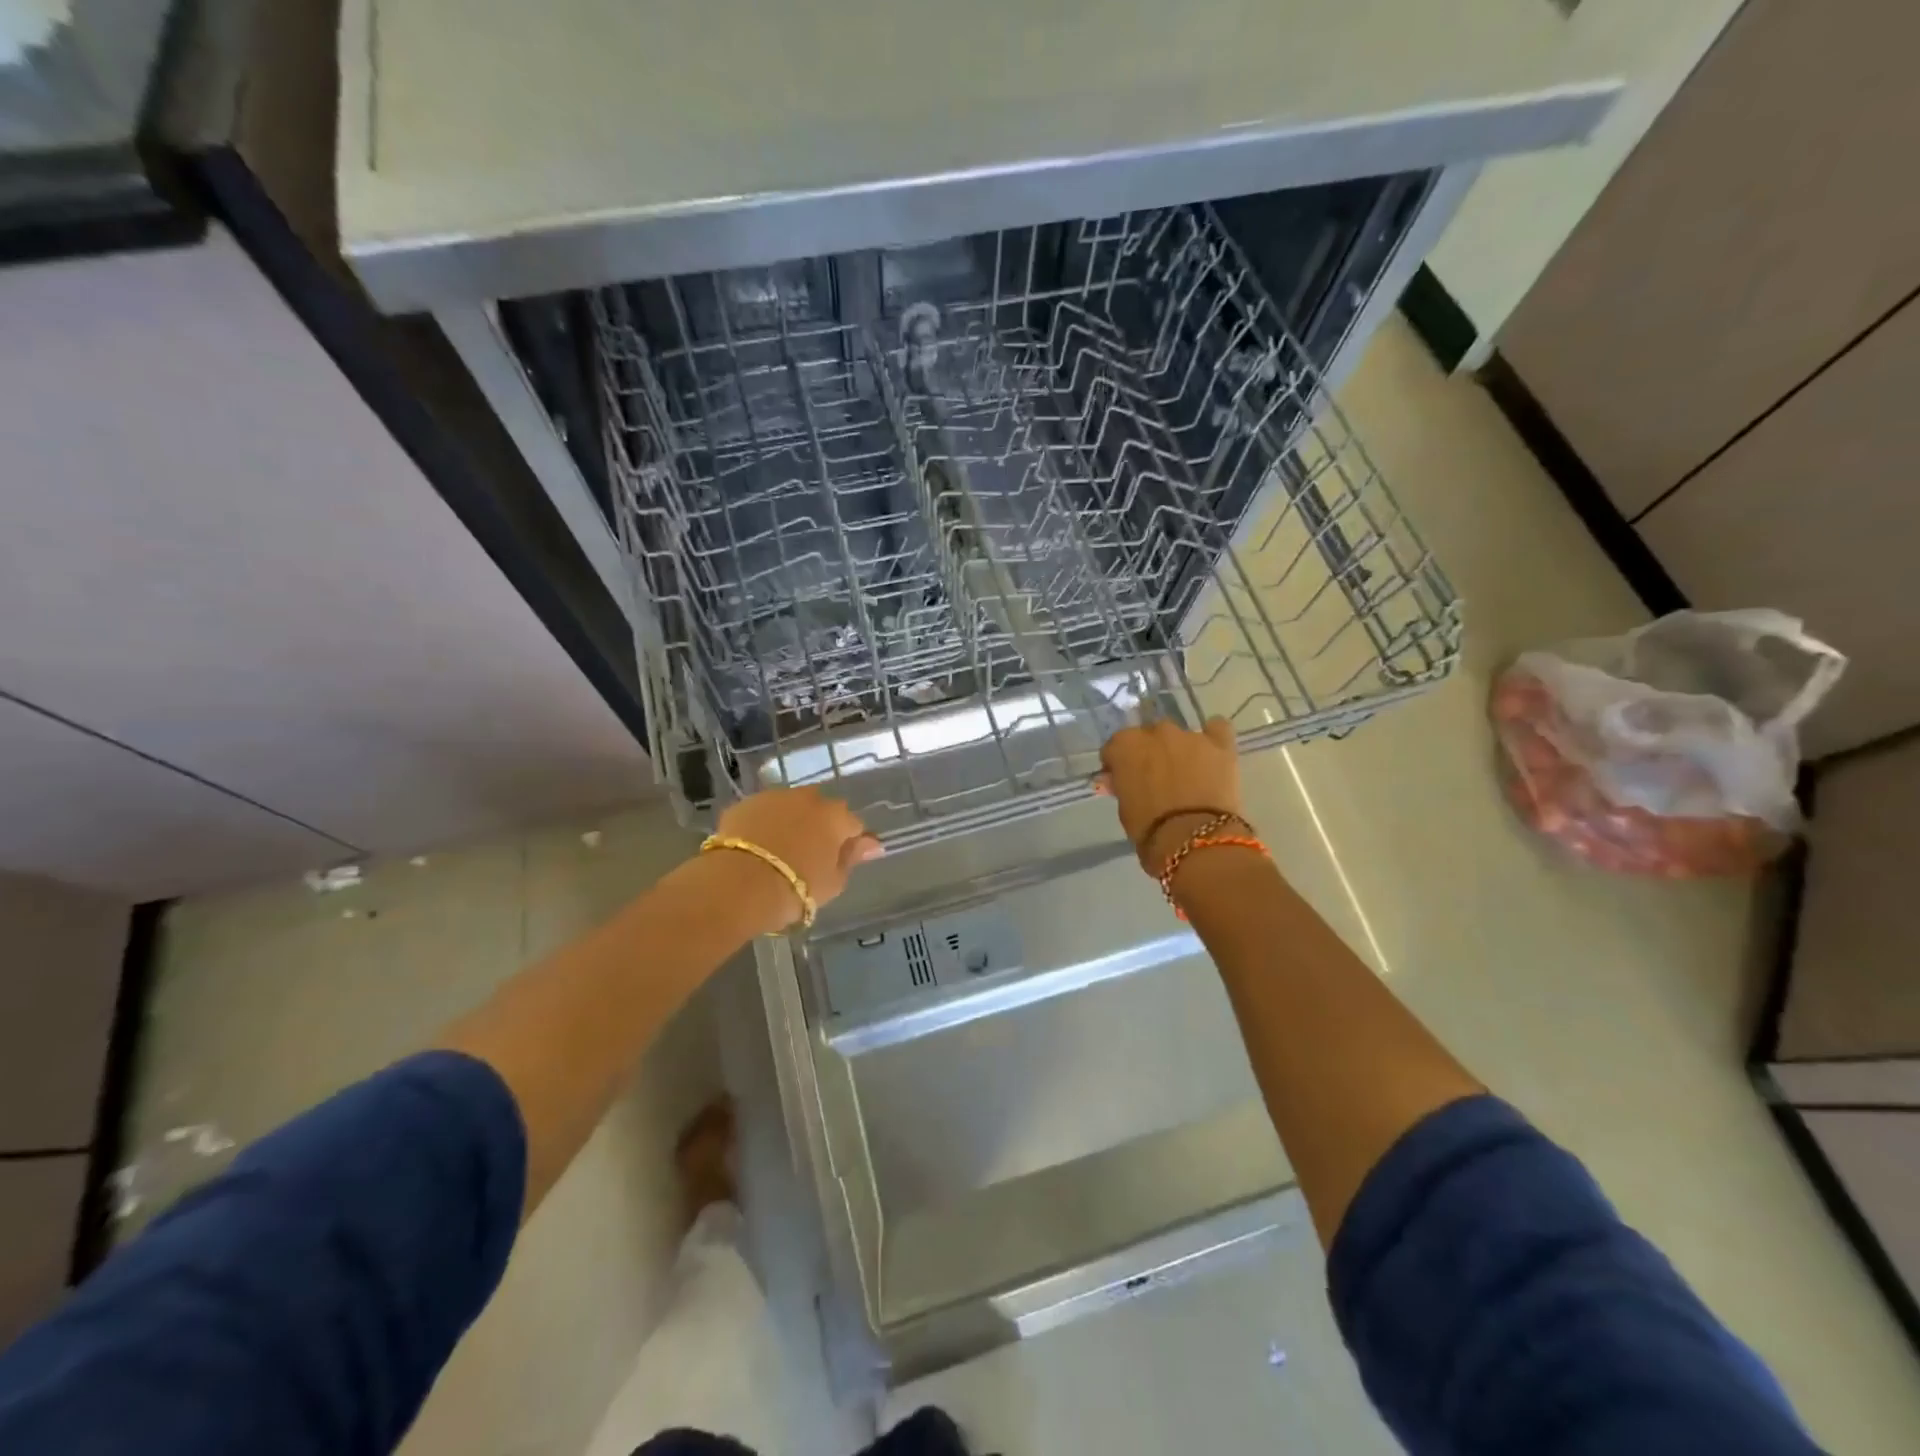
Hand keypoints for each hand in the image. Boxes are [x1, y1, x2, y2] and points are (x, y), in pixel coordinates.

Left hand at [714, 787, 884, 927]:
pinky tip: (755, 847)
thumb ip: (852, 858)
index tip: (839, 862)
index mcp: (835, 816)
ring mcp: (774, 797)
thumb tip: (872, 843)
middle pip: (821, 809)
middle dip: (819, 826)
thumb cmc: (795, 889)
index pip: (853, 825)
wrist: (737, 885)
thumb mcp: (833, 882)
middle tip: (809, 855)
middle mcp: (808, 798)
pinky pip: (762, 812)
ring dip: (790, 821)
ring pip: (790, 806)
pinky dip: (763, 824)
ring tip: (779, 850)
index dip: (848, 844)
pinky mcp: (744, 804)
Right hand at [1097, 718, 1245, 874]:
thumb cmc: (1149, 830)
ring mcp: (1189, 736)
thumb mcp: (1124, 808)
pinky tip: (1213, 753)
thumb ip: (1123, 785)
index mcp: (1125, 745)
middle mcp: (1156, 732)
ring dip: (1180, 749)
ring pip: (1180, 735)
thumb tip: (1120, 779)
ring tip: (1188, 774)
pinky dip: (1213, 737)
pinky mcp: (1220, 744)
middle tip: (1157, 779)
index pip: (1116, 746)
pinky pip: (1217, 728)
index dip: (1119, 763)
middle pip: (1149, 735)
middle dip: (1151, 753)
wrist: (1194, 839)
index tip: (1123, 779)